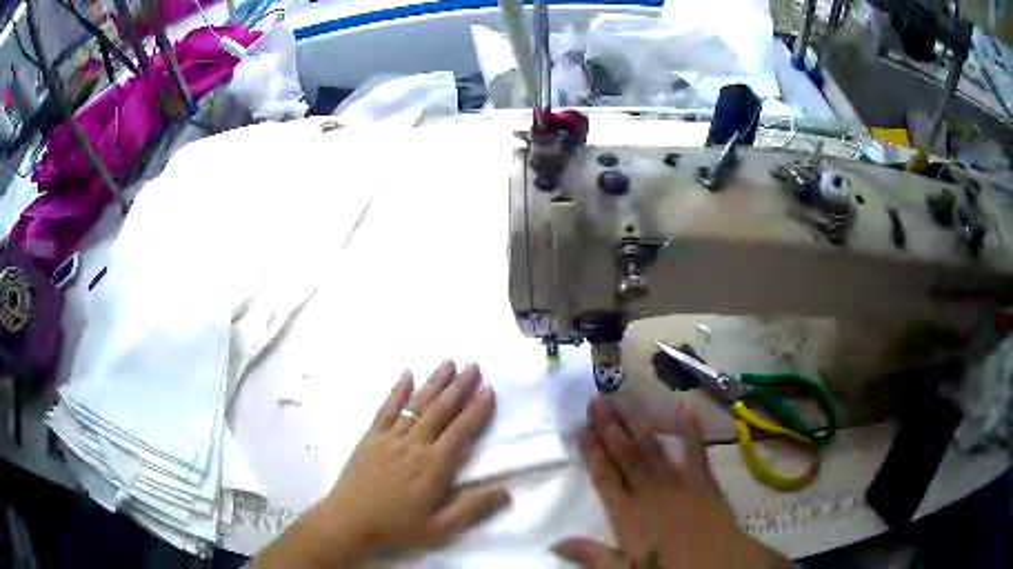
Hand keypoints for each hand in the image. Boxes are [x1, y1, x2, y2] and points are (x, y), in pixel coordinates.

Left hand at [257, 361, 509, 566]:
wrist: (349, 522)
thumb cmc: (397, 527)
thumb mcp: (440, 528)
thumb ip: (472, 509)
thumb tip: (505, 490)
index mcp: (434, 466)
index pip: (461, 431)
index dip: (477, 410)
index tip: (489, 390)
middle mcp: (414, 445)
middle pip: (440, 410)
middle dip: (459, 386)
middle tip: (474, 364)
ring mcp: (390, 438)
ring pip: (417, 404)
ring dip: (434, 382)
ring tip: (449, 362)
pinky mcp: (371, 437)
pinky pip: (386, 408)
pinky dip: (398, 390)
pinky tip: (407, 374)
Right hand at [553, 397, 789, 568]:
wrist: (716, 564)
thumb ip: (592, 555)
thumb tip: (555, 542)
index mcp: (628, 515)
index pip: (604, 478)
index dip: (591, 453)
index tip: (580, 429)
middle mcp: (649, 492)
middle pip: (626, 456)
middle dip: (610, 428)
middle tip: (597, 401)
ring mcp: (678, 483)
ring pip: (653, 449)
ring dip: (637, 424)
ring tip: (624, 398)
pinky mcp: (703, 481)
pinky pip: (696, 453)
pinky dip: (691, 431)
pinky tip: (685, 409)